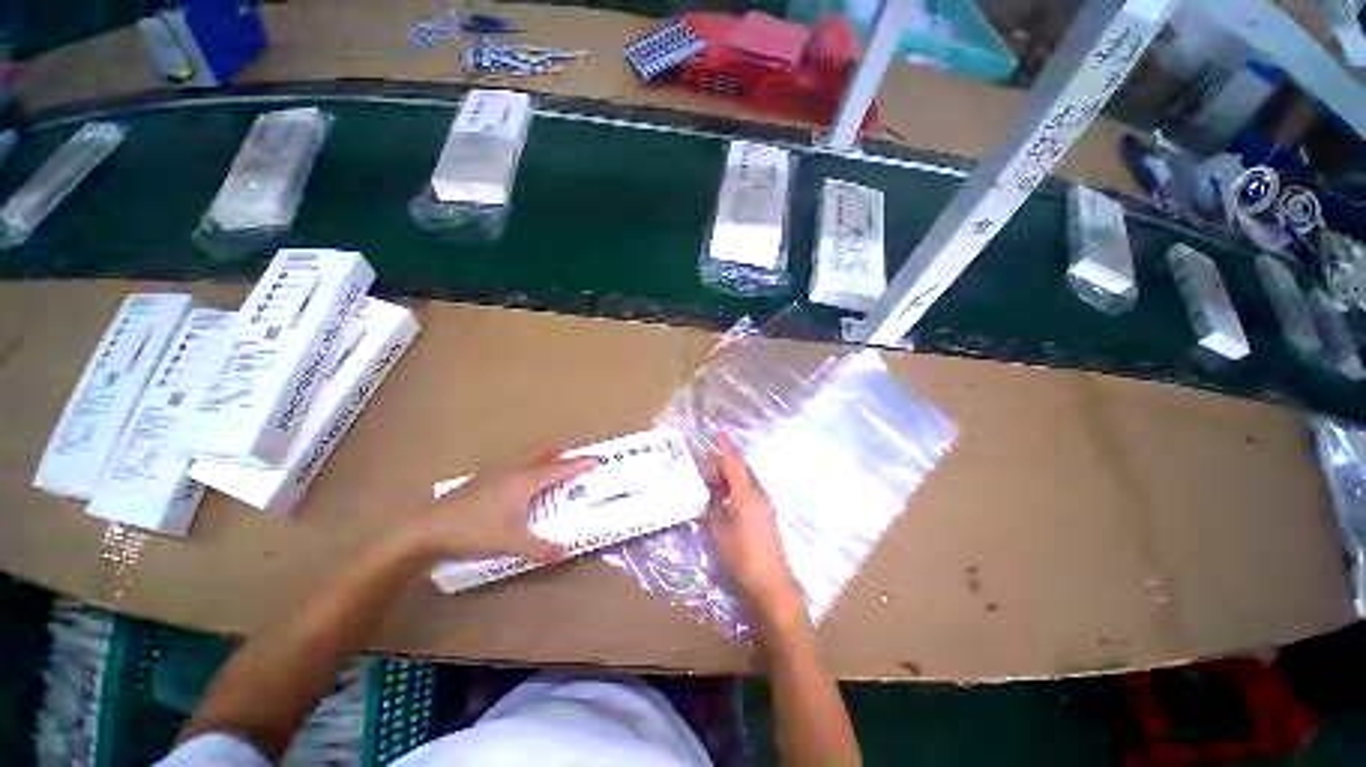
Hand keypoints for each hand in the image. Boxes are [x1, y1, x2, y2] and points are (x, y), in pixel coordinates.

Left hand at [404, 453, 597, 563]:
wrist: (434, 525)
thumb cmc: (476, 530)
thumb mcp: (511, 543)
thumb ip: (540, 548)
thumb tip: (565, 552)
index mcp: (521, 483)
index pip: (555, 471)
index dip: (575, 466)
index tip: (594, 459)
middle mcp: (509, 472)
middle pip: (537, 455)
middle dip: (557, 452)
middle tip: (573, 451)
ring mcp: (491, 473)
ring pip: (522, 459)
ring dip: (538, 458)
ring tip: (548, 462)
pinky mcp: (479, 481)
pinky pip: (509, 467)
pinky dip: (522, 468)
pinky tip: (516, 481)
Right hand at [709, 432, 804, 619]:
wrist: (770, 580)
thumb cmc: (741, 556)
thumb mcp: (719, 530)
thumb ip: (714, 506)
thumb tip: (710, 487)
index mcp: (747, 494)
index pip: (734, 464)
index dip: (725, 447)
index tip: (718, 431)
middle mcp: (758, 495)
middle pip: (741, 472)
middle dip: (724, 462)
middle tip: (703, 458)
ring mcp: (764, 507)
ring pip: (745, 483)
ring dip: (730, 476)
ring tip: (710, 475)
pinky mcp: (765, 518)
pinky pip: (749, 494)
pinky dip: (736, 489)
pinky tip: (724, 496)